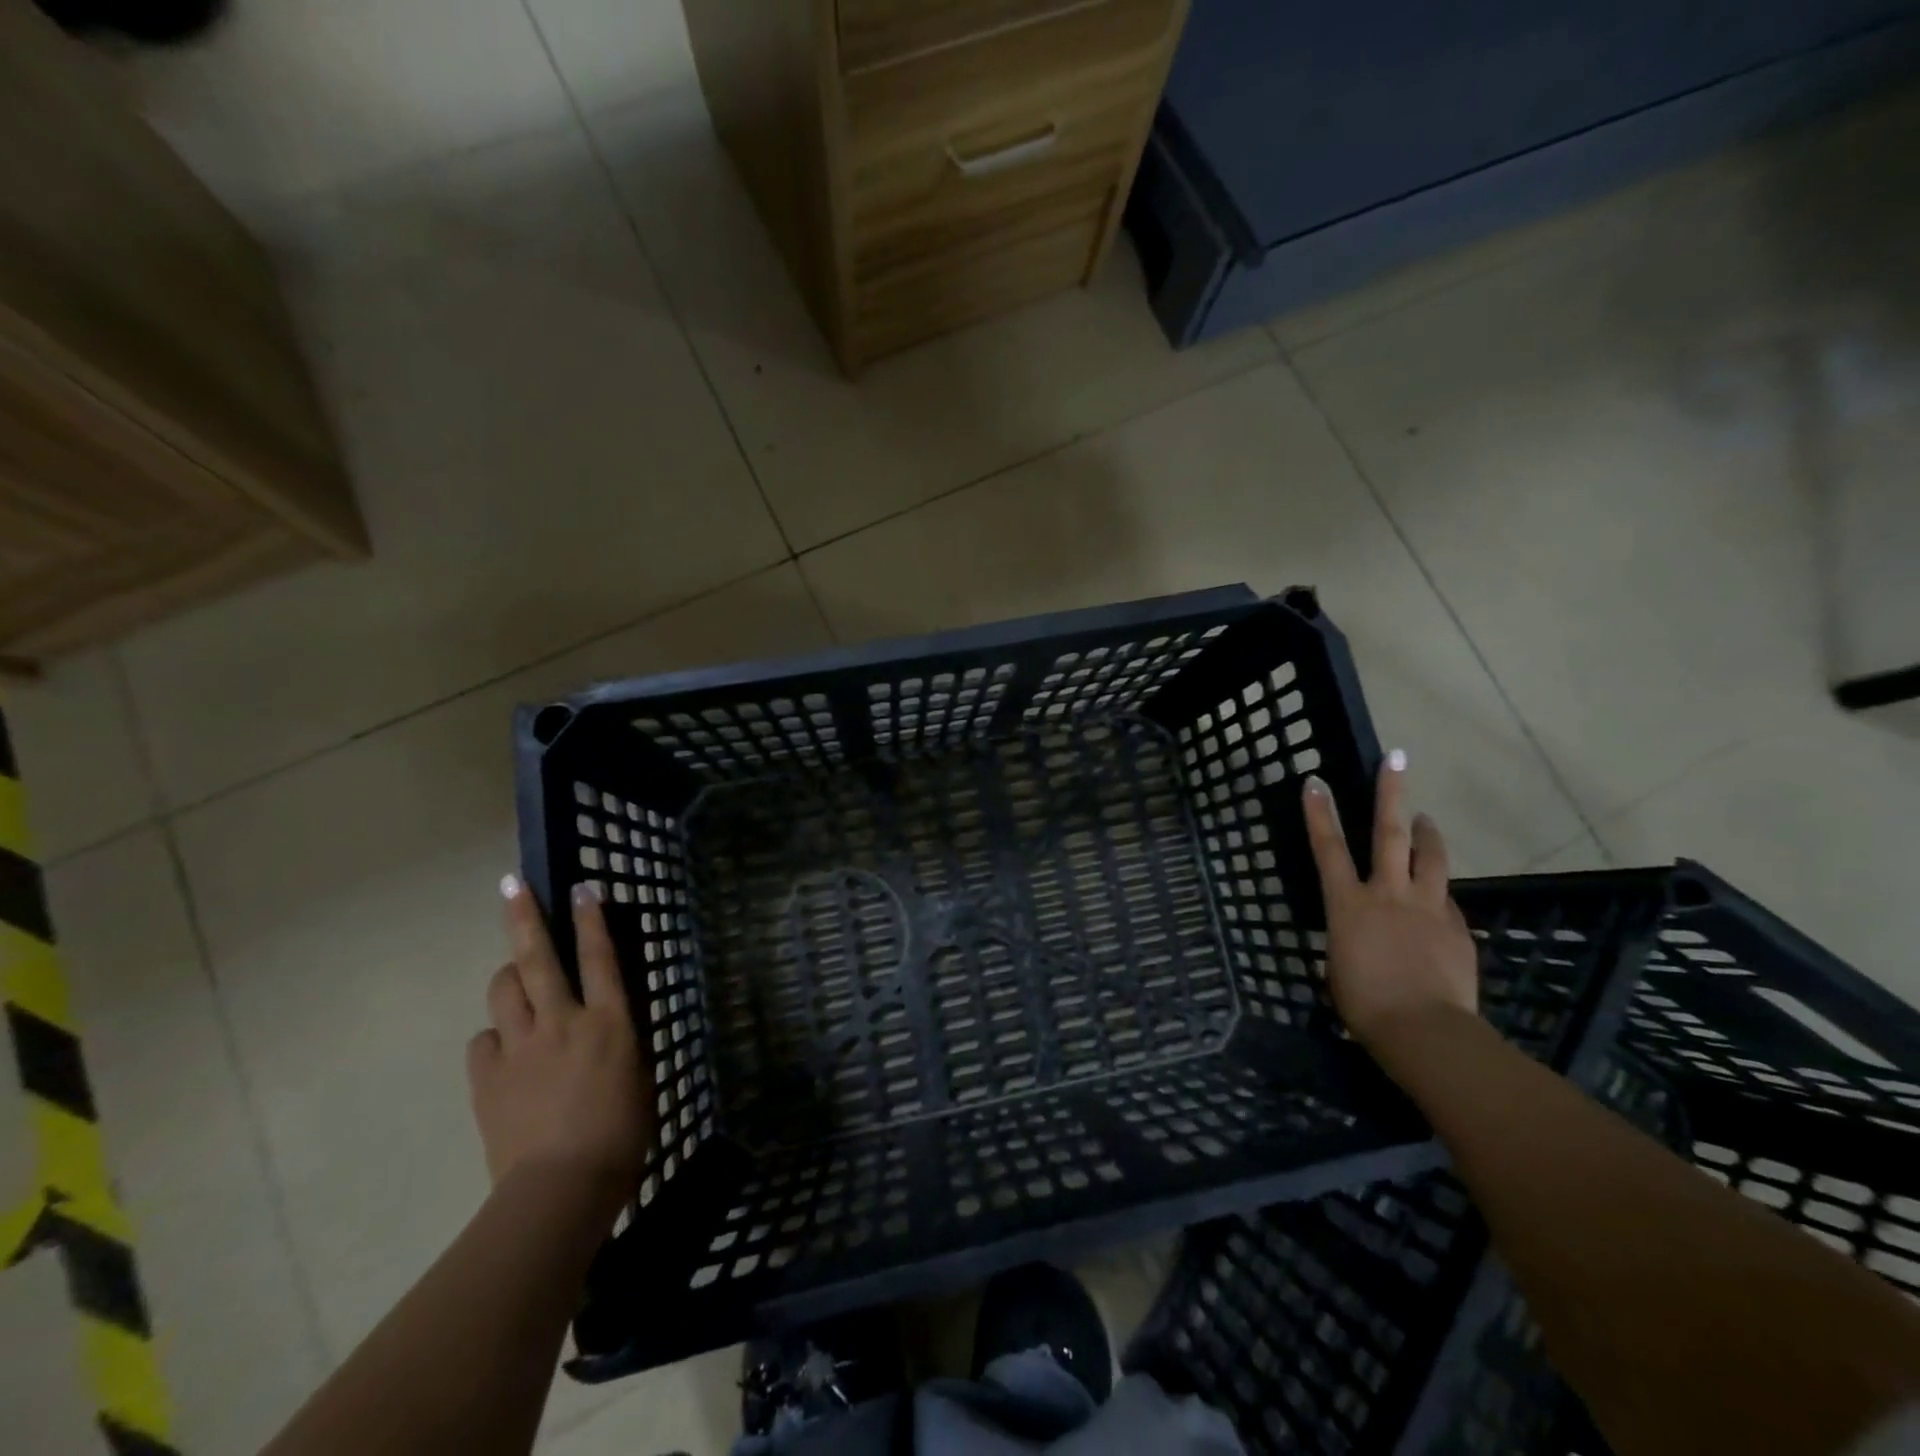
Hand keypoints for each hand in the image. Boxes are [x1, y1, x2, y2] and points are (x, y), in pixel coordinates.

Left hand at [467, 879, 650, 1216]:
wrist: (561, 1189)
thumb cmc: (622, 1132)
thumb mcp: (638, 1073)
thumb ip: (620, 1037)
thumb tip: (609, 1016)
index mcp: (609, 1022)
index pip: (601, 957)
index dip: (592, 919)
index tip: (583, 887)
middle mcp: (562, 1022)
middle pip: (539, 958)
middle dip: (525, 917)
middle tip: (512, 886)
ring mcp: (520, 1048)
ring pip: (504, 991)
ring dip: (510, 976)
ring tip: (519, 977)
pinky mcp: (487, 1079)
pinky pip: (484, 1041)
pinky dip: (496, 1036)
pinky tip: (506, 1049)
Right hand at [1302, 752, 1478, 1047]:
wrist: (1424, 1030)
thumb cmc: (1363, 1003)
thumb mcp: (1337, 967)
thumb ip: (1346, 940)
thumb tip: (1354, 935)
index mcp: (1348, 904)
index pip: (1328, 848)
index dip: (1319, 813)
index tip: (1316, 781)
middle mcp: (1387, 894)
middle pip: (1389, 834)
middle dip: (1390, 793)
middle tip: (1396, 759)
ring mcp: (1427, 908)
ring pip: (1430, 858)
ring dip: (1427, 833)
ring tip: (1426, 818)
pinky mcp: (1456, 928)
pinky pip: (1445, 900)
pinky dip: (1437, 893)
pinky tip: (1436, 898)